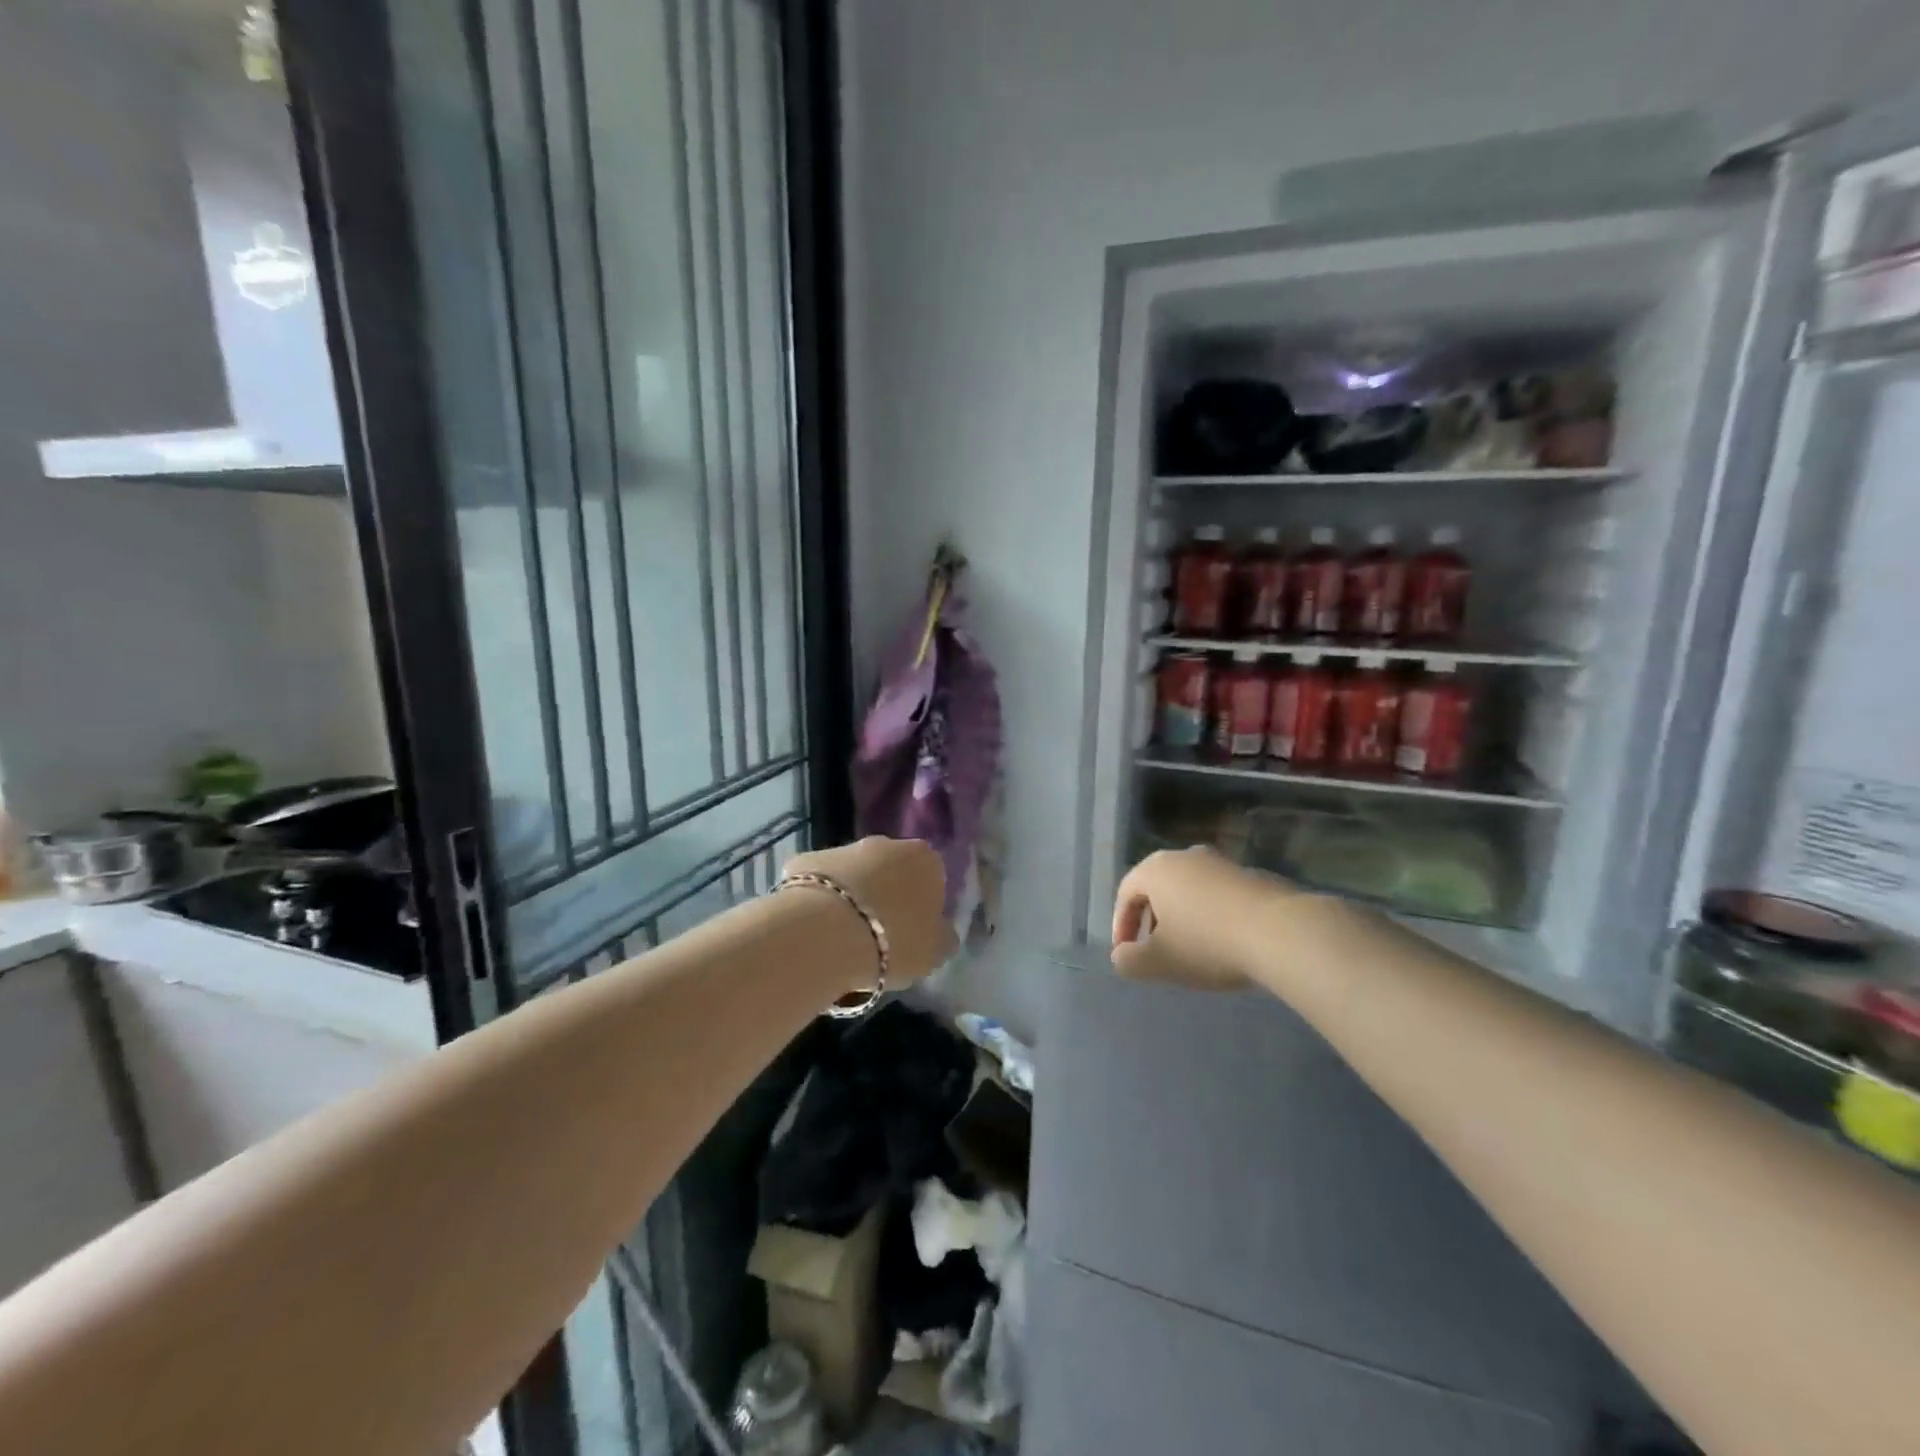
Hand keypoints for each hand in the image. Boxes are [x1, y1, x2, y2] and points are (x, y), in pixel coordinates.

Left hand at [782, 837, 956, 989]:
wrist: (826, 934)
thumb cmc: (893, 941)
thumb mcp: (935, 952)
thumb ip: (943, 937)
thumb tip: (942, 932)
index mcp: (925, 859)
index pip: (932, 877)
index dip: (923, 905)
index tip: (913, 932)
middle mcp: (885, 843)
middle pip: (890, 870)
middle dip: (886, 894)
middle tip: (879, 934)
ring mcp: (842, 848)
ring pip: (853, 873)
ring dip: (851, 895)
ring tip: (843, 937)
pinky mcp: (805, 860)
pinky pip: (817, 883)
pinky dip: (817, 900)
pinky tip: (814, 929)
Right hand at [1111, 848, 1289, 991]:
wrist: (1281, 933)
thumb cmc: (1207, 944)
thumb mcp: (1158, 962)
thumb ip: (1128, 960)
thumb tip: (1122, 955)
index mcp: (1156, 869)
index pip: (1125, 893)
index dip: (1121, 925)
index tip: (1127, 954)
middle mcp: (1186, 856)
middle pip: (1157, 888)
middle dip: (1151, 920)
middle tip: (1155, 950)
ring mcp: (1222, 863)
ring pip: (1189, 890)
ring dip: (1183, 917)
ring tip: (1191, 949)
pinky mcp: (1252, 875)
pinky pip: (1218, 895)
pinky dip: (1212, 915)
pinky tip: (1225, 942)